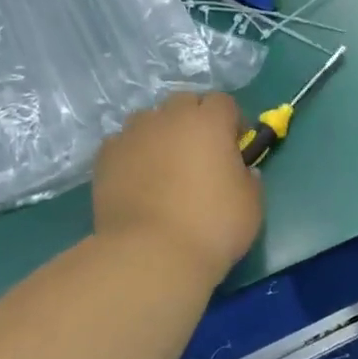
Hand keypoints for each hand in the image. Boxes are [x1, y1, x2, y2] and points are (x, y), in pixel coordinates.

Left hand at [94, 93, 261, 284]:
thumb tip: (241, 171)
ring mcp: (132, 135)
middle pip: (184, 102)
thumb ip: (248, 177)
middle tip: (201, 154)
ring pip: (150, 120)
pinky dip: (133, 153)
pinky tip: (138, 180)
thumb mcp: (252, 203)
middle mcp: (169, 118)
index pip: (223, 102)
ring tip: (165, 166)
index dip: (233, 122)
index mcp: (209, 122)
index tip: (236, 148)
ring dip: (162, 134)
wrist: (151, 255)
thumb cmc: (213, 226)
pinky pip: (123, 144)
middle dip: (195, 120)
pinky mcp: (105, 157)